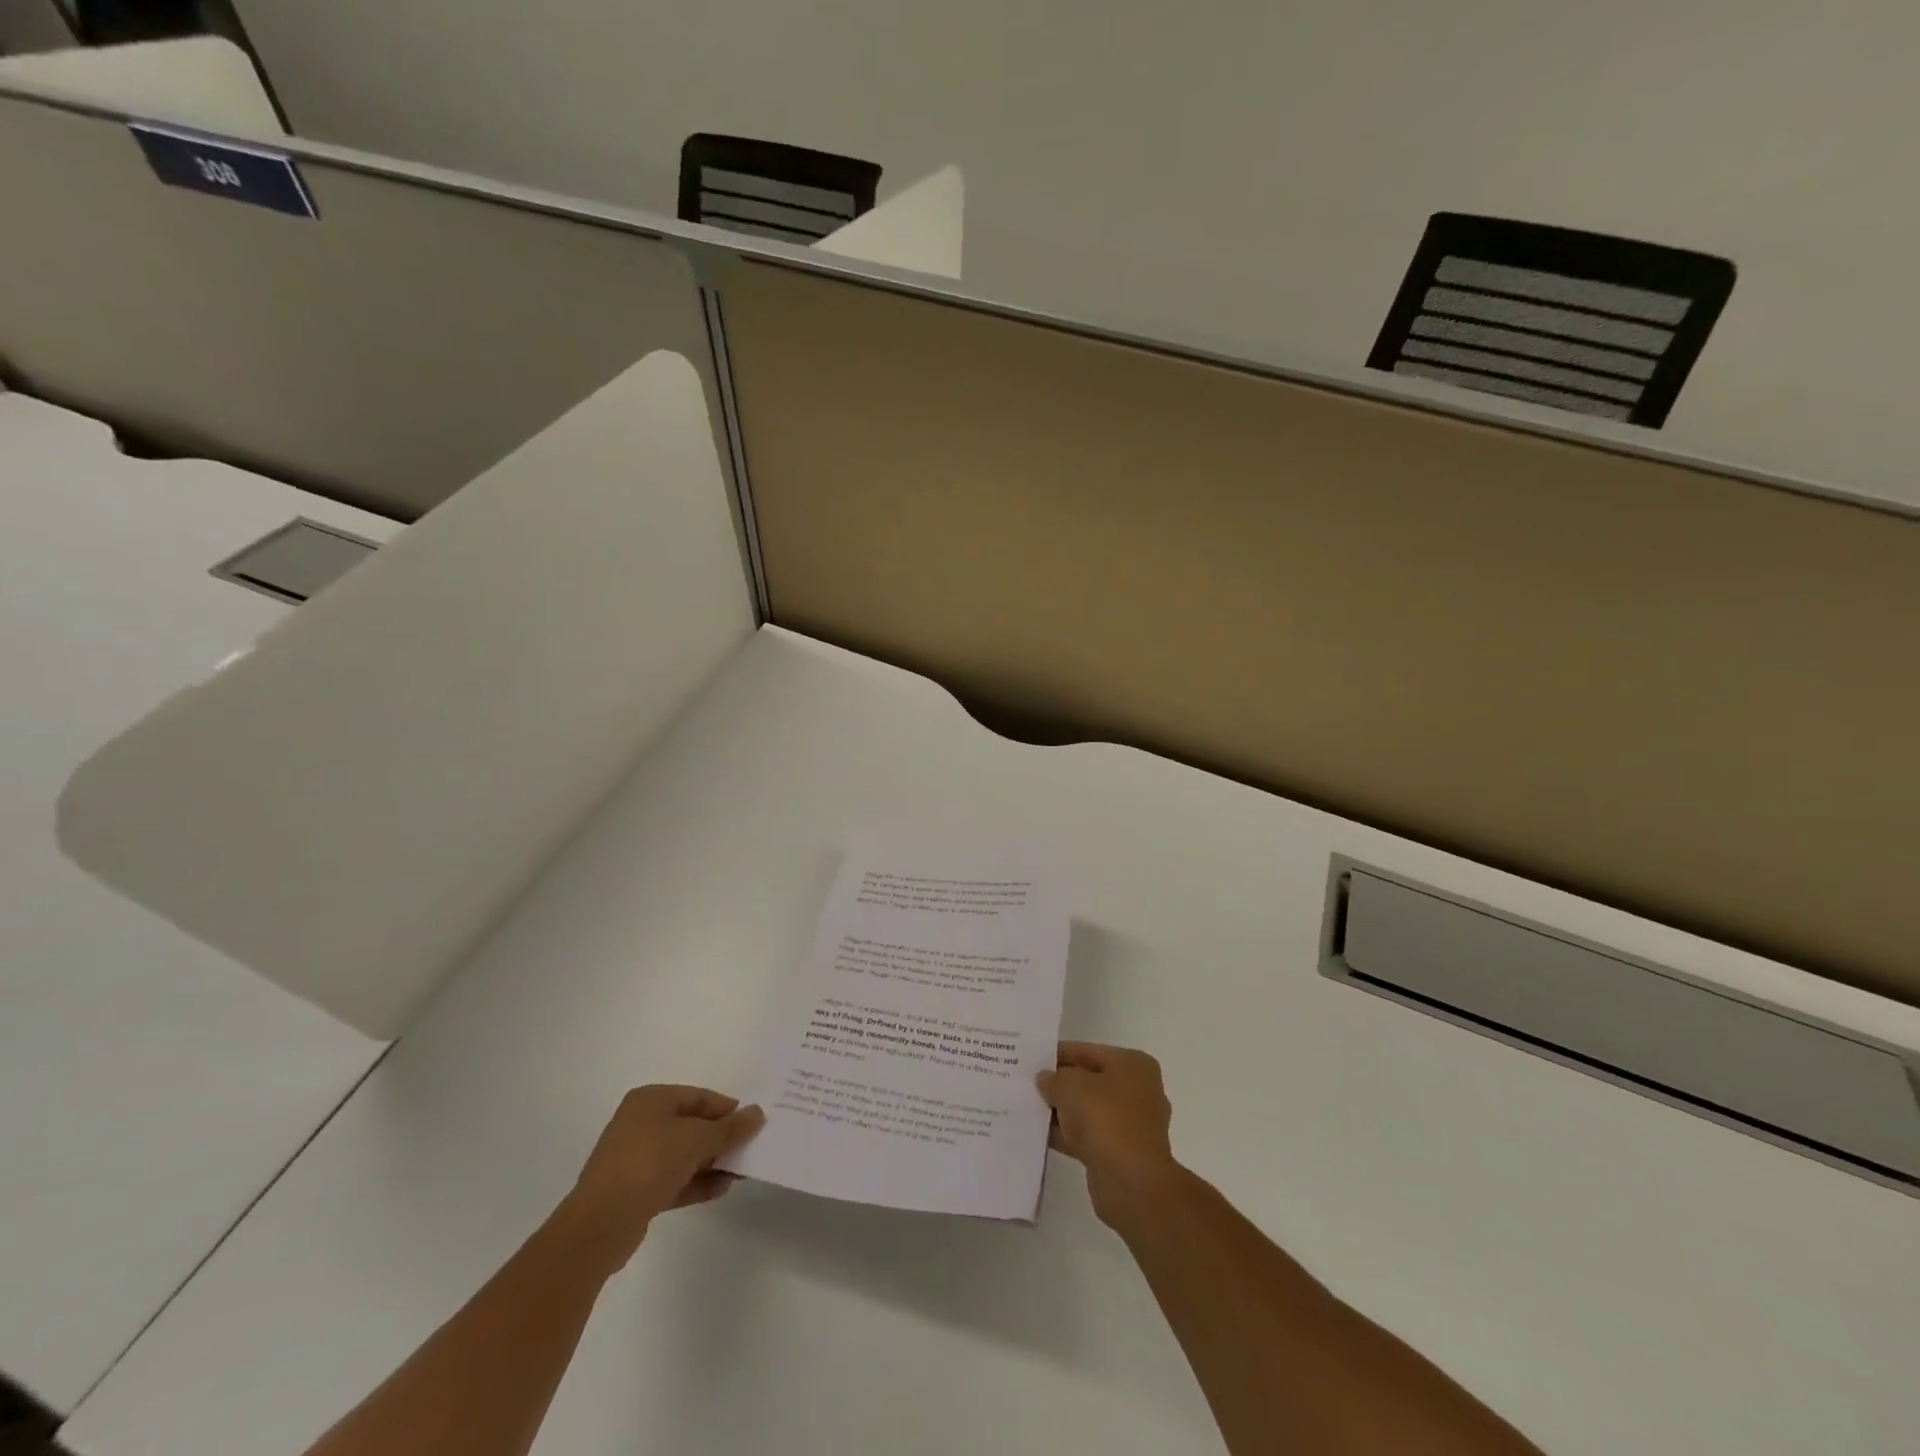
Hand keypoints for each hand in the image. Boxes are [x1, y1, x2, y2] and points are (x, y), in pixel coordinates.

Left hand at [556, 1085, 763, 1269]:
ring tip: (740, 1172)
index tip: (752, 1124)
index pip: (698, 1097)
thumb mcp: (698, 1139)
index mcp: (651, 1100)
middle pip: (691, 1125)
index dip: (727, 1109)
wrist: (600, 1225)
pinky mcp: (634, 1191)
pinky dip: (696, 1182)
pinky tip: (721, 1189)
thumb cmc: (650, 1163)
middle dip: (720, 1138)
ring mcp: (635, 1159)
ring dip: (711, 1162)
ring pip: (683, 1154)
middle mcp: (640, 1123)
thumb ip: (730, 1128)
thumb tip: (757, 1113)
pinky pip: (673, 1179)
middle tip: (749, 1148)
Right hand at [1037, 1043, 1181, 1230]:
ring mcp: (1131, 1124)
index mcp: (1133, 1065)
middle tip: (1027, 1082)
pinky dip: (1067, 1134)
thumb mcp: (1070, 1086)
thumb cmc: (1105, 1118)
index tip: (1033, 1057)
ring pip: (1088, 1110)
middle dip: (1060, 1083)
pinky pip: (1088, 1136)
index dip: (1059, 1053)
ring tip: (1028, 1106)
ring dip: (1062, 1111)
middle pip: (1090, 1080)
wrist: (1131, 1182)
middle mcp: (1138, 1091)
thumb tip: (1045, 1079)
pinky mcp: (1121, 1153)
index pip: (1089, 1051)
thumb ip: (1054, 1078)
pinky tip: (1039, 1134)